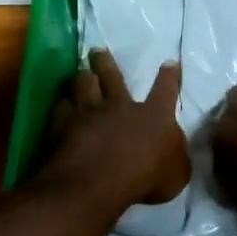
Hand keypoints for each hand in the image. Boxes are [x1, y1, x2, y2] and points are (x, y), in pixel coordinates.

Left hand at [36, 49, 191, 210]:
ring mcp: (89, 113)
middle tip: (98, 51)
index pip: (166, 90)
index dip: (170, 76)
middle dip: (105, 61)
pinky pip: (60, 107)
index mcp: (154, 116)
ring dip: (81, 77)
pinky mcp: (62, 126)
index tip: (170, 62)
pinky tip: (60, 104)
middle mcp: (120, 107)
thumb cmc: (144, 180)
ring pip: (83, 84)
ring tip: (79, 72)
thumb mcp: (177, 174)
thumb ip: (176, 157)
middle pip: (112, 76)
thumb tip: (174, 146)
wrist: (95, 184)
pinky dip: (61, 104)